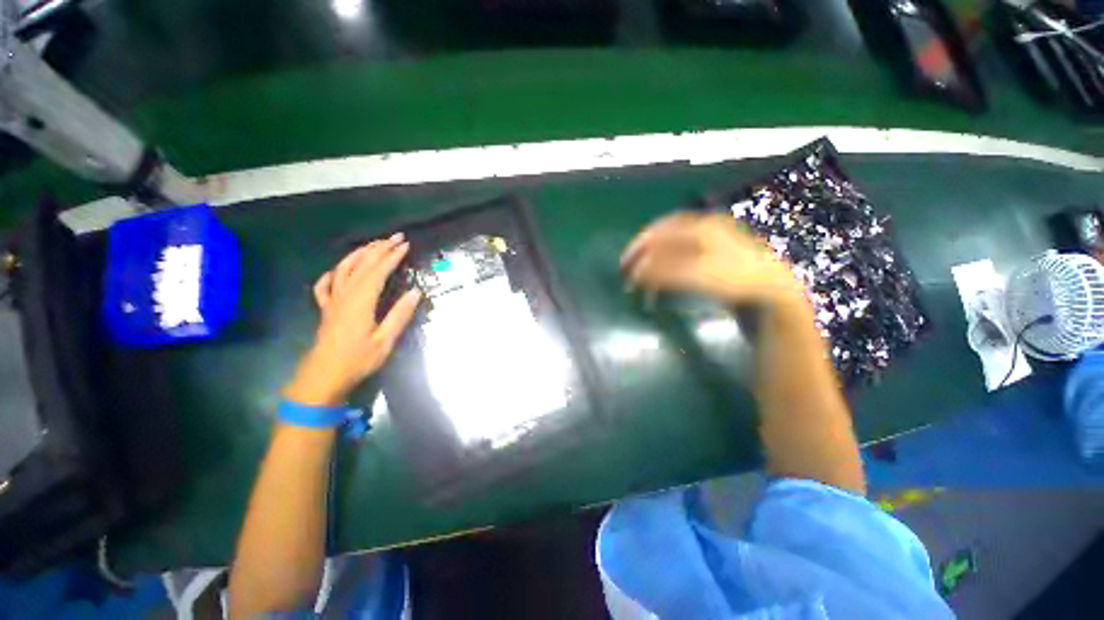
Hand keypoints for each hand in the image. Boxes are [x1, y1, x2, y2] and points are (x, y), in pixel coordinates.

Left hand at [284, 234, 421, 406]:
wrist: (324, 377)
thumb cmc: (358, 360)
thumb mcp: (385, 341)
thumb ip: (400, 315)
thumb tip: (415, 293)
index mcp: (361, 302)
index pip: (377, 272)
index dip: (392, 257)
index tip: (405, 245)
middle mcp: (345, 296)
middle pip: (361, 265)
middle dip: (379, 248)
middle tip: (395, 237)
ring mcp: (333, 301)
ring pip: (343, 269)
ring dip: (359, 254)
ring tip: (374, 244)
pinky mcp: (326, 309)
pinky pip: (326, 285)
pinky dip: (333, 273)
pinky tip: (339, 269)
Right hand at [620, 213, 803, 306]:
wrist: (773, 292)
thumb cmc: (734, 280)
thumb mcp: (696, 275)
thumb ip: (663, 272)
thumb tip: (635, 273)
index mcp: (699, 227)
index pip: (659, 232)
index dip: (638, 248)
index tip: (624, 266)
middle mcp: (703, 230)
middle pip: (663, 240)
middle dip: (644, 257)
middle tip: (628, 273)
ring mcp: (710, 243)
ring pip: (672, 251)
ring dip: (655, 267)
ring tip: (644, 283)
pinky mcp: (714, 259)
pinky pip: (683, 260)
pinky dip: (668, 272)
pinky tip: (663, 285)